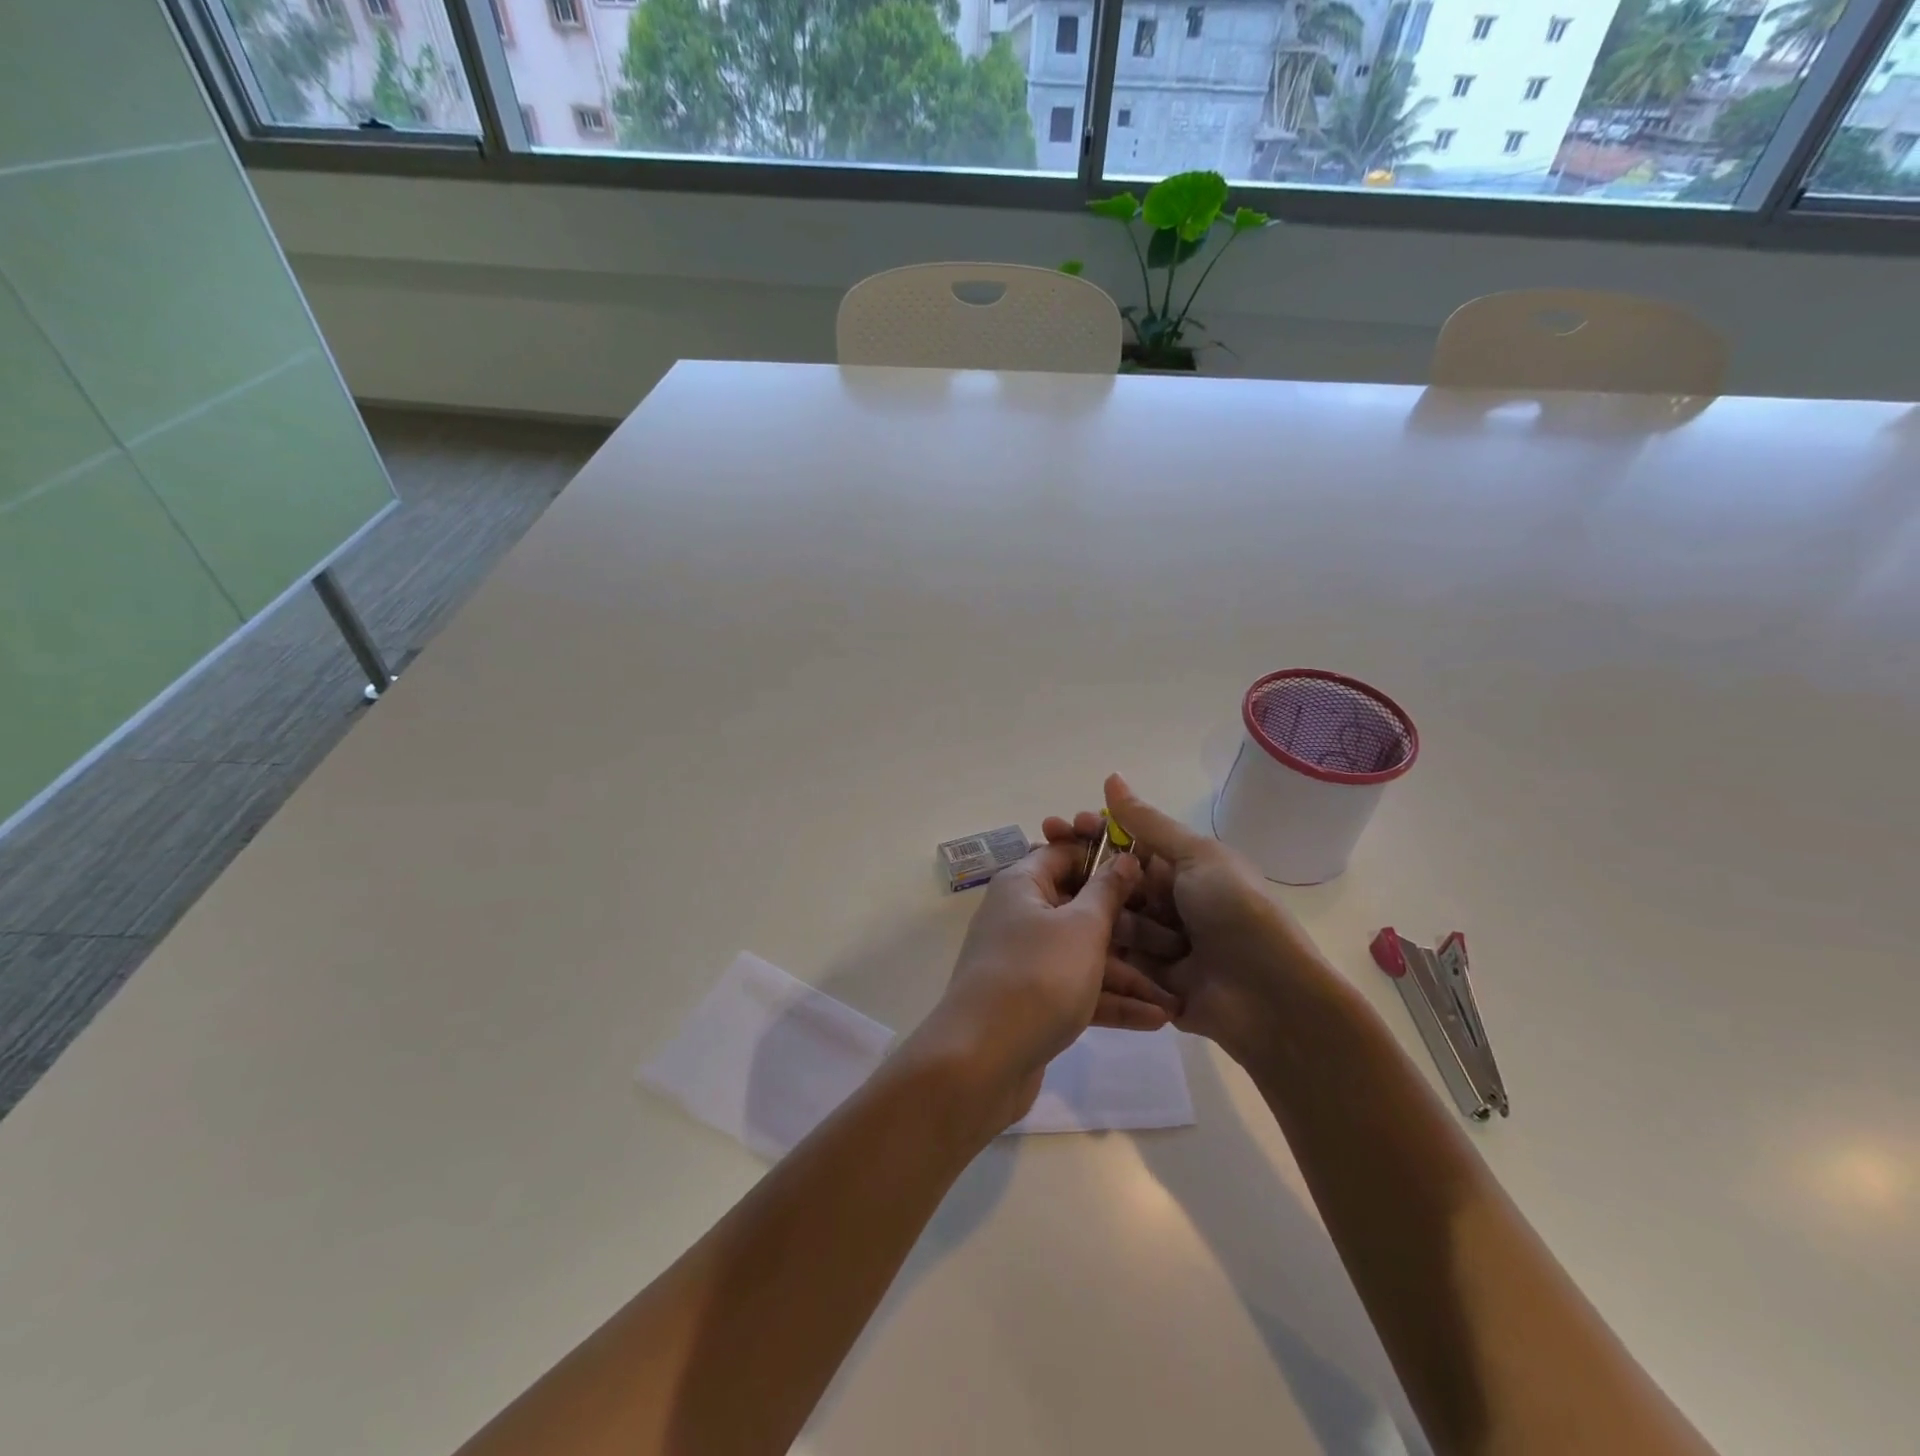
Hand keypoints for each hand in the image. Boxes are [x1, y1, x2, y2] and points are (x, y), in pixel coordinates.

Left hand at [907, 840, 1180, 1131]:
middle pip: (1081, 907)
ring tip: (1176, 994)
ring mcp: (1027, 960)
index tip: (1151, 869)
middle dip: (1130, 924)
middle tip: (1176, 937)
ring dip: (1129, 973)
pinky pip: (1078, 989)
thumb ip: (1107, 891)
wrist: (980, 1062)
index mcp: (1024, 885)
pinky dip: (1112, 1001)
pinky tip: (1157, 1020)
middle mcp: (1021, 915)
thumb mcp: (1081, 928)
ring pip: (1085, 954)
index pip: (1066, 853)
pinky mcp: (1034, 1001)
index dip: (1107, 857)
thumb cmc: (1037, 977)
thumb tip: (1124, 857)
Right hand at [1042, 775, 1336, 1071]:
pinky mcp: (1146, 979)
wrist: (1269, 996)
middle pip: (1112, 879)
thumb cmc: (1236, 912)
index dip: (1094, 832)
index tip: (1062, 824)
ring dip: (1099, 911)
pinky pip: (1112, 957)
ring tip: (1085, 913)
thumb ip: (1147, 823)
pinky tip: (1071, 938)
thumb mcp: (1196, 856)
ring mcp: (1156, 941)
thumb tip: (1112, 776)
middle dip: (1083, 869)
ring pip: (1107, 916)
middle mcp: (1167, 900)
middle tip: (1045, 856)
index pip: (1127, 842)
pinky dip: (1099, 948)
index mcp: (1182, 867)